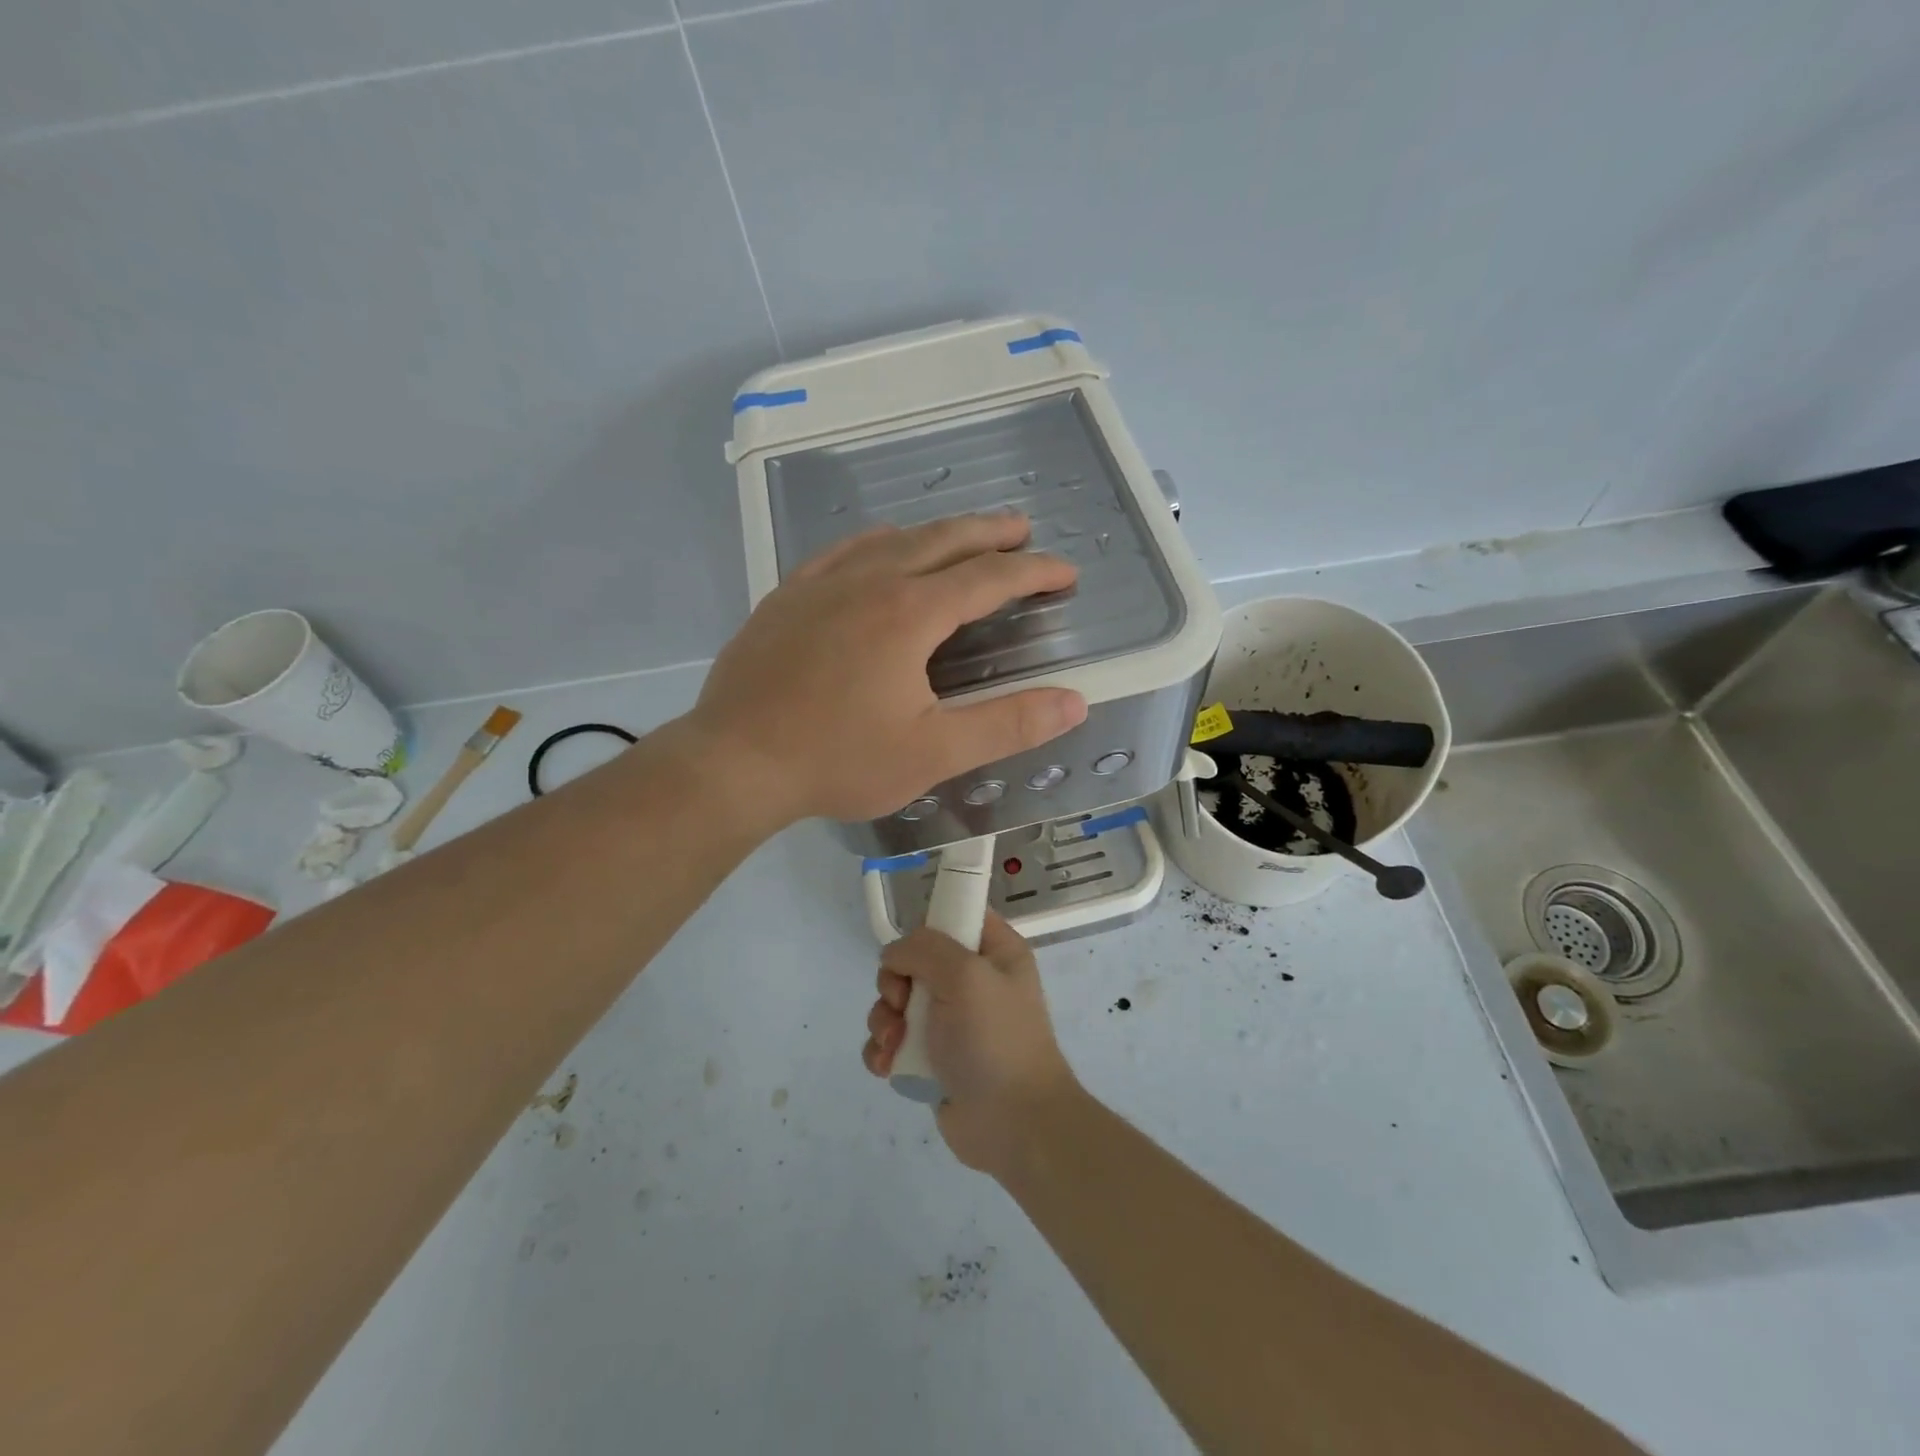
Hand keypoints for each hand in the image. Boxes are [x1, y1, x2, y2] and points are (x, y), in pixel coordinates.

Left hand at [689, 514, 1087, 826]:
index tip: (1065, 572)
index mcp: (910, 613)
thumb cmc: (838, 759)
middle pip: (942, 540)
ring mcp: (822, 584)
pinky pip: (842, 551)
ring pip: (892, 539)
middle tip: (1022, 528)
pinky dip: (877, 542)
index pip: (988, 578)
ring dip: (936, 533)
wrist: (734, 761)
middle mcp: (869, 581)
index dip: (1033, 571)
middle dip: (989, 532)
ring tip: (961, 536)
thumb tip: (1074, 702)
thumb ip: (1007, 724)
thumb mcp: (933, 752)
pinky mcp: (787, 597)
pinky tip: (878, 549)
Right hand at [862, 913, 1078, 1175]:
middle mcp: (973, 981)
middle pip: (915, 960)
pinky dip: (884, 1051)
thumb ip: (924, 948)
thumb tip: (895, 955)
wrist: (1014, 1125)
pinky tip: (888, 1067)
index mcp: (994, 951)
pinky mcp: (933, 1058)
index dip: (927, 927)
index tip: (911, 951)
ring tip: (894, 1045)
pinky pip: (894, 1040)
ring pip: (897, 1001)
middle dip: (895, 983)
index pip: (954, 915)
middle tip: (901, 1004)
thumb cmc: (995, 1039)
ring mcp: (952, 1021)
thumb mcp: (965, 975)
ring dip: (885, 1021)